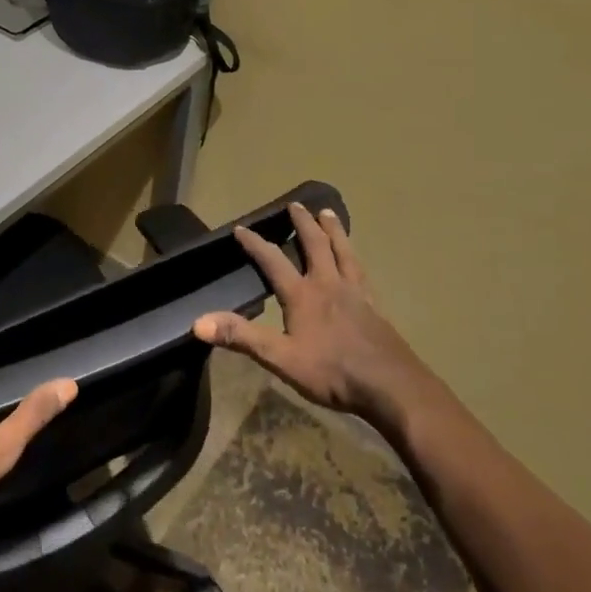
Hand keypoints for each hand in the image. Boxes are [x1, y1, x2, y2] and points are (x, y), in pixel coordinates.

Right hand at [194, 202, 421, 427]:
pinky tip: (357, 262)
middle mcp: (329, 285)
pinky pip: (362, 272)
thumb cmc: (333, 372)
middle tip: (296, 205)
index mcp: (303, 295)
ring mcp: (356, 293)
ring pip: (343, 252)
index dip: (255, 244)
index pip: (273, 261)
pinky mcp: (375, 307)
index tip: (241, 228)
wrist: (392, 386)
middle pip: (315, 245)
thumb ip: (241, 337)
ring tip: (329, 214)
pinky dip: (355, 258)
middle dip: (303, 224)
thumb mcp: (280, 358)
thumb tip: (198, 322)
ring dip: (334, 231)